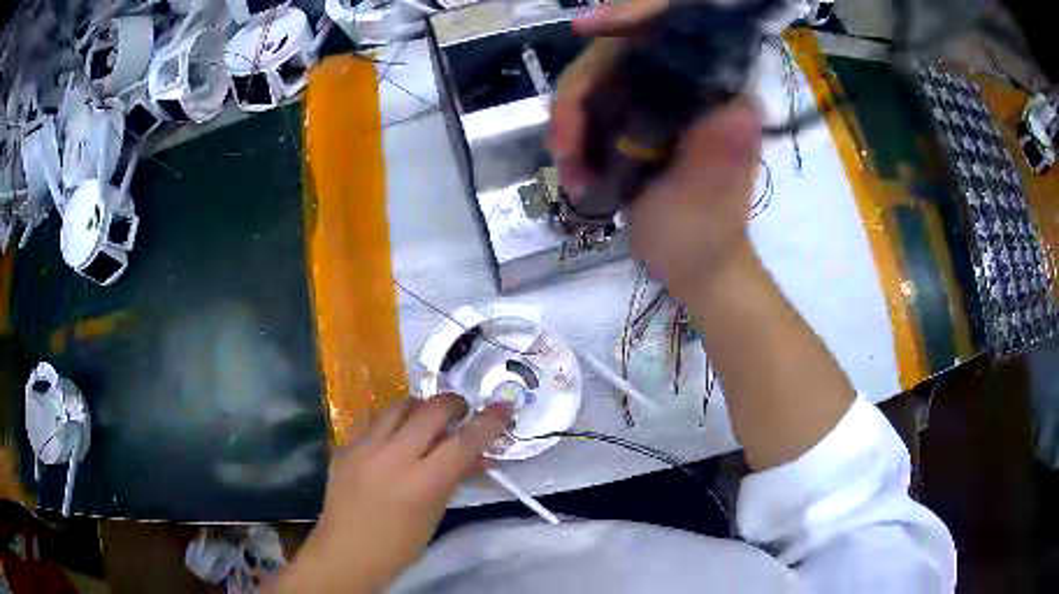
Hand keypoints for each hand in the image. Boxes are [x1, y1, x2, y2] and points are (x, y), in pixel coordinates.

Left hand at [271, 396, 510, 592]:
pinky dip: (392, 425)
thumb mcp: (434, 514)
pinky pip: (375, 424)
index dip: (488, 422)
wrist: (346, 552)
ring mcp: (364, 448)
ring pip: (398, 406)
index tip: (503, 407)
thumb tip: (477, 456)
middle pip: (431, 411)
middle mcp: (392, 457)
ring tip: (427, 419)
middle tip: (461, 411)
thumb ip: (454, 478)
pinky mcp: (345, 447)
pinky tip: (393, 441)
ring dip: (420, 407)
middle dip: (453, 404)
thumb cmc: (399, 545)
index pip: (463, 442)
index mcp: (422, 483)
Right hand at [548, 0, 762, 298]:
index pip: (675, 33)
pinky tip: (572, 167)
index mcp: (719, 95)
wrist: (693, 267)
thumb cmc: (704, 238)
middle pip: (619, 54)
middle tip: (563, 146)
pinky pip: (591, 105)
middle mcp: (689, 87)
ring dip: (571, 121)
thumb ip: (721, 151)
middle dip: (580, 94)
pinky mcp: (637, 118)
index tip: (585, 26)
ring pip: (597, 79)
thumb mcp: (709, 198)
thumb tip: (739, 105)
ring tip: (568, 170)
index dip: (630, 16)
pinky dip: (574, 133)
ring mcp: (659, 100)